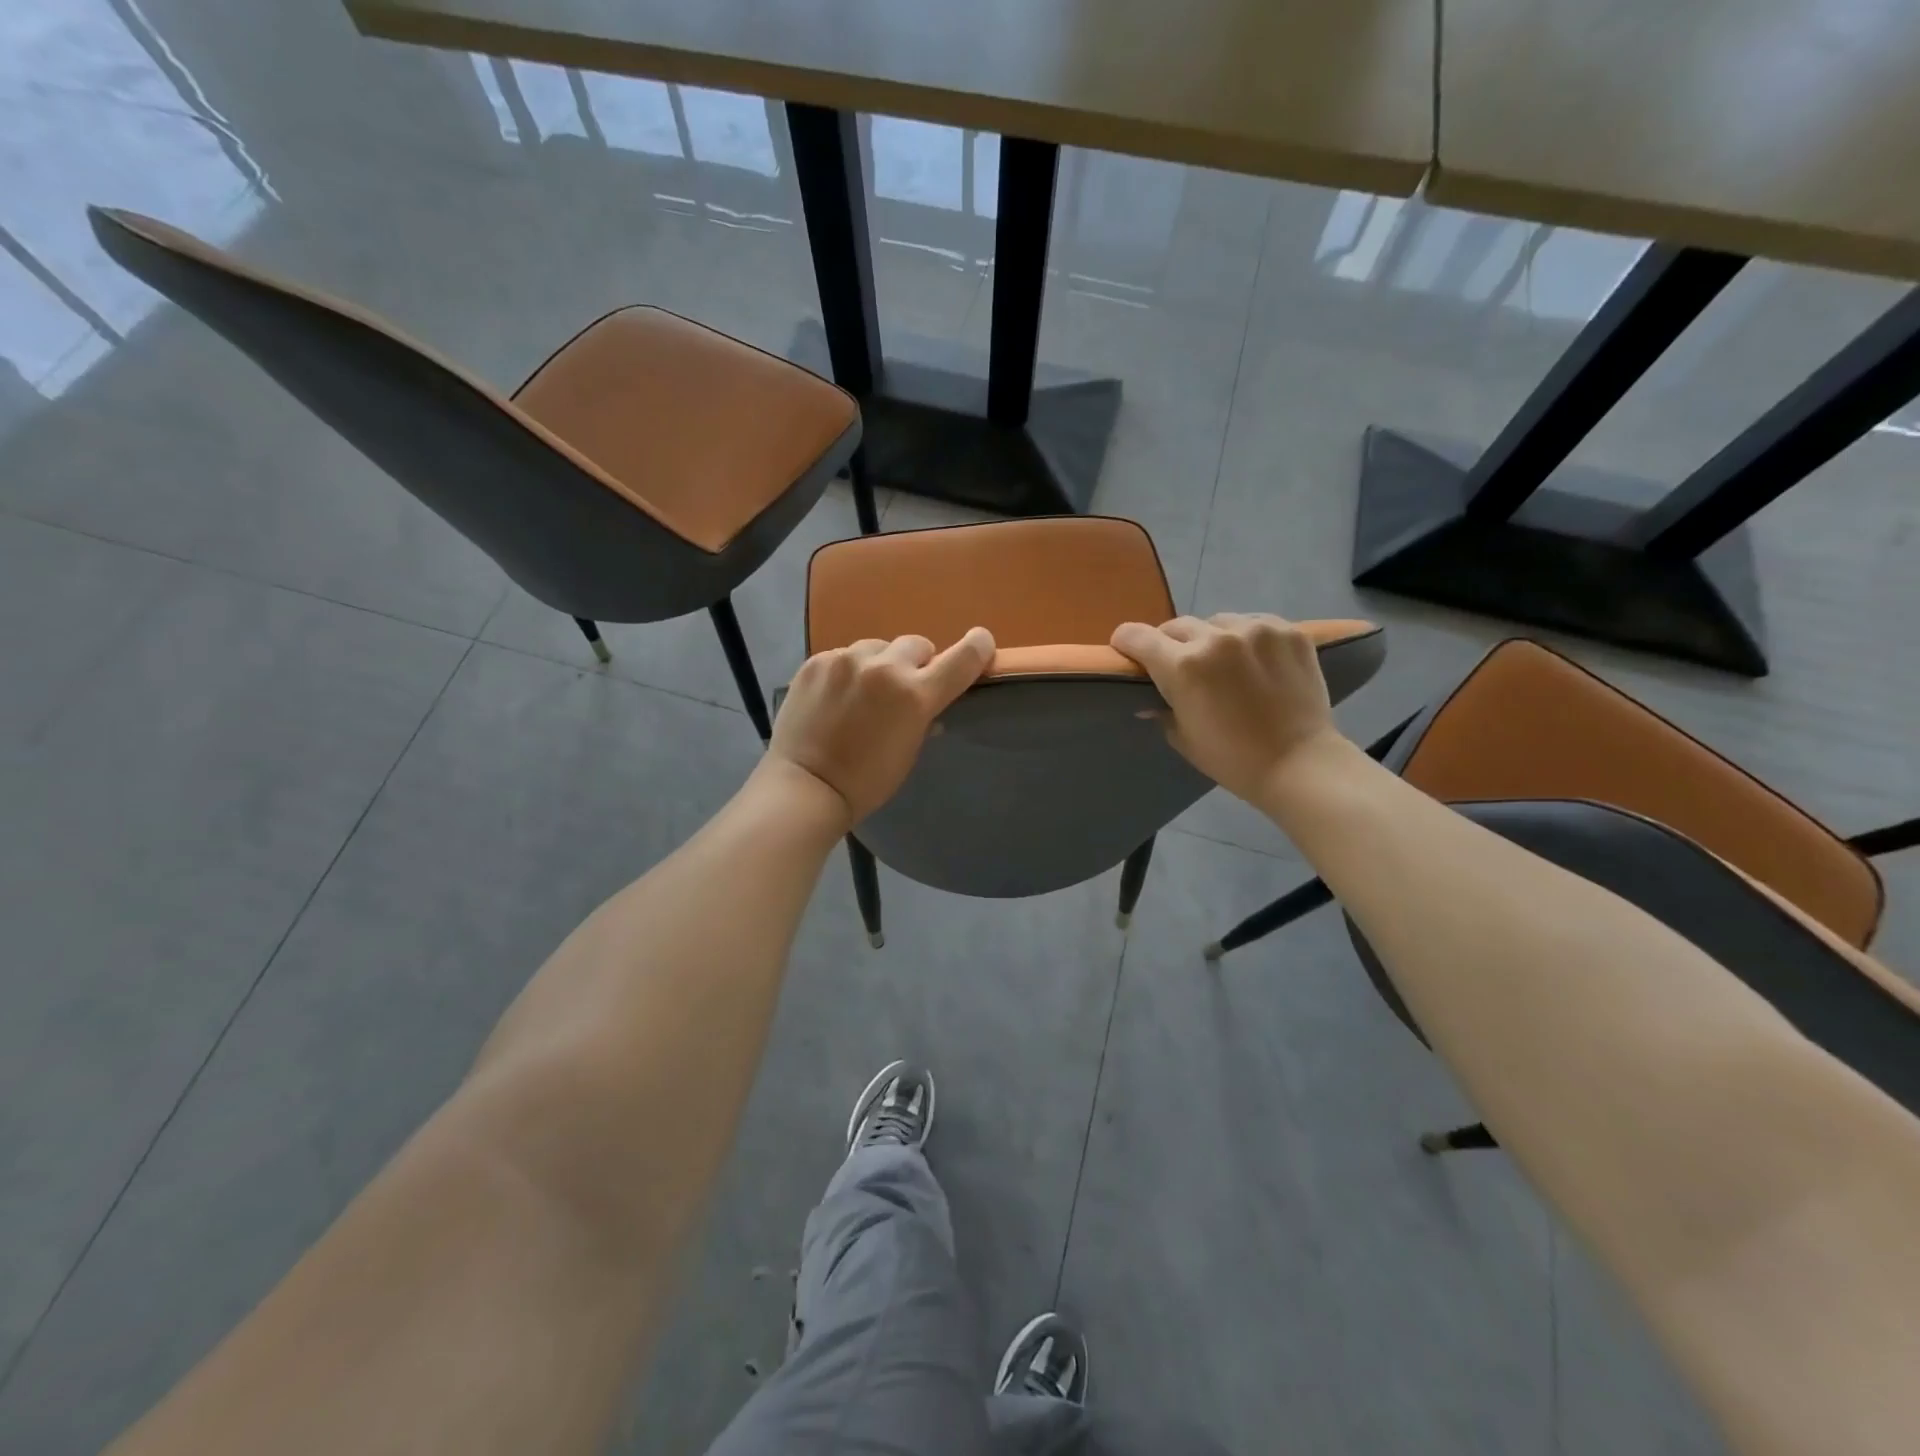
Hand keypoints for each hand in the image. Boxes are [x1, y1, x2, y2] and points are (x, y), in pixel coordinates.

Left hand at [767, 628, 996, 824]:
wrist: (805, 786)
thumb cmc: (866, 782)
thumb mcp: (909, 752)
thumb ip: (924, 717)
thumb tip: (928, 705)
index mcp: (914, 694)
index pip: (962, 658)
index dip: (977, 647)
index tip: (981, 643)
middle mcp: (884, 667)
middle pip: (917, 644)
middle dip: (916, 664)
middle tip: (902, 690)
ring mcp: (846, 660)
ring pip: (878, 647)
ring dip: (879, 664)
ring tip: (862, 694)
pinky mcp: (816, 660)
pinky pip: (844, 655)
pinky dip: (848, 671)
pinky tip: (836, 697)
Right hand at [1110, 613, 1344, 802]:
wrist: (1300, 765)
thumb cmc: (1232, 759)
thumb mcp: (1183, 737)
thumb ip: (1162, 708)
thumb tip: (1149, 700)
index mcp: (1183, 666)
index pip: (1137, 636)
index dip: (1126, 643)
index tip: (1128, 652)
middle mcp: (1216, 638)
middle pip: (1177, 626)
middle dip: (1172, 645)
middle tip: (1183, 668)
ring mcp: (1256, 630)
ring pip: (1217, 622)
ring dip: (1212, 639)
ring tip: (1226, 664)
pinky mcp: (1289, 631)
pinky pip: (1255, 623)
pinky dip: (1248, 638)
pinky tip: (1256, 662)